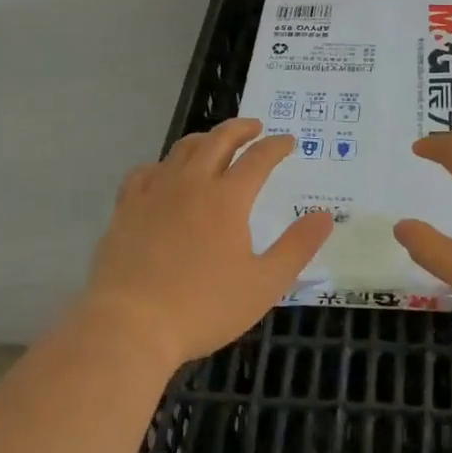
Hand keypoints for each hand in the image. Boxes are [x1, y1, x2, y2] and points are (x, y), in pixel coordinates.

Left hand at [84, 118, 333, 368]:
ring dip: (205, 139)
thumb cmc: (203, 307)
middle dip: (241, 128)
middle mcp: (192, 183)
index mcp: (228, 198)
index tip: (288, 141)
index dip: (276, 146)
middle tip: (255, 127)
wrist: (130, 325)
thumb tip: (325, 215)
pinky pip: (145, 172)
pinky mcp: (126, 208)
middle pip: (219, 140)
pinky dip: (163, 165)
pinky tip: (164, 174)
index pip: (258, 158)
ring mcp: (155, 192)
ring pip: (182, 149)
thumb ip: (297, 247)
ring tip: (214, 142)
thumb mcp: (264, 284)